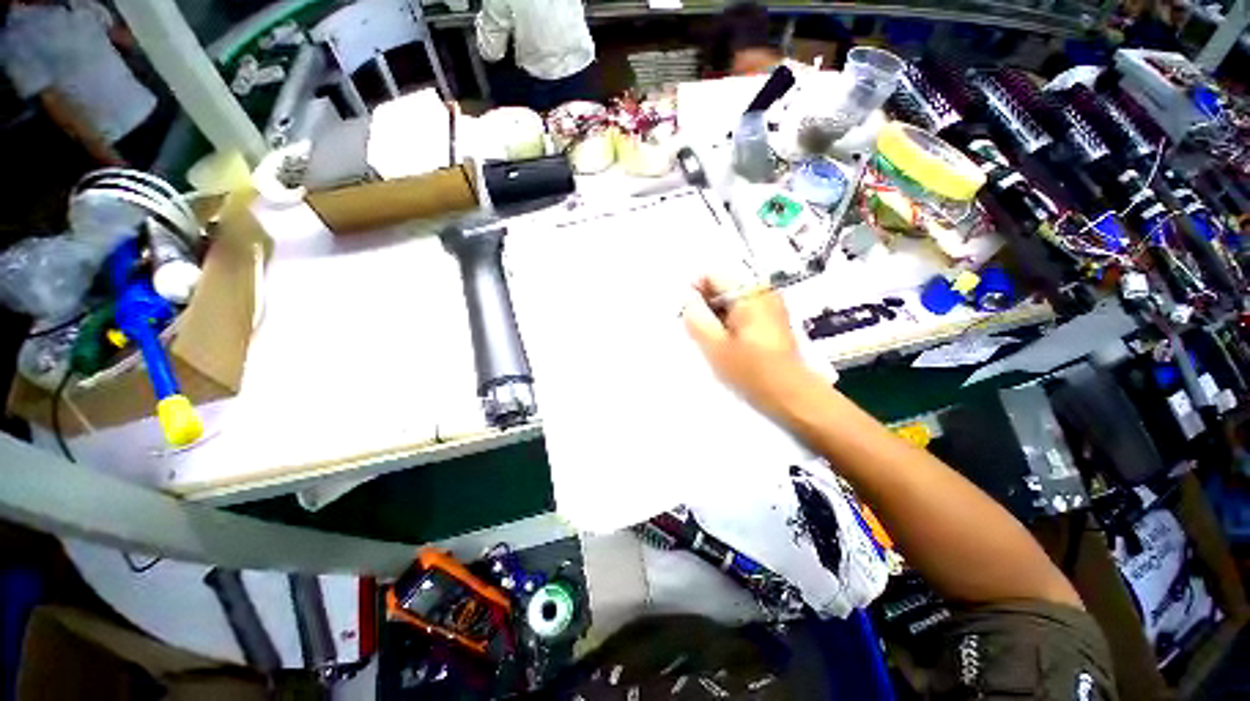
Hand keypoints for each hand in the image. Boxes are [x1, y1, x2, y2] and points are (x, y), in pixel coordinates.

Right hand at [683, 276, 808, 413]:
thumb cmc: (750, 371)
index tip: (689, 318)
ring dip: (718, 318)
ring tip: (714, 343)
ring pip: (732, 302)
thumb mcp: (714, 346)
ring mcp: (771, 306)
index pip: (712, 276)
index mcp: (749, 293)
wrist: (790, 395)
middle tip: (701, 334)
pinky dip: (731, 324)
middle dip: (707, 307)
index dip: (695, 294)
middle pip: (723, 287)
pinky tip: (729, 346)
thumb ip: (696, 318)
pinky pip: (743, 313)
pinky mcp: (773, 321)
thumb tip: (688, 300)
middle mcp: (763, 292)